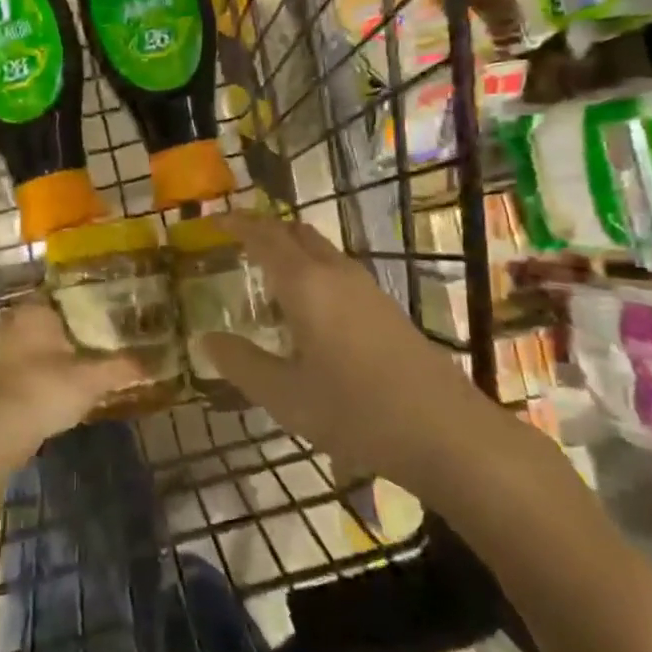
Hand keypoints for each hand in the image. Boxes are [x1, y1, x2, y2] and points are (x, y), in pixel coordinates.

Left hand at [0, 298, 141, 449]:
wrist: (4, 429)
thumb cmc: (48, 388)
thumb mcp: (93, 378)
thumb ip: (122, 368)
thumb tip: (151, 363)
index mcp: (35, 310)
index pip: (60, 292)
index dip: (82, 299)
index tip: (103, 307)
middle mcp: (15, 322)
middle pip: (48, 317)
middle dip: (68, 324)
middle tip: (97, 332)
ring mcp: (2, 348)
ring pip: (34, 339)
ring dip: (53, 347)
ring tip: (82, 355)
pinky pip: (25, 361)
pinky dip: (40, 366)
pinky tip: (60, 378)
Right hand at [199, 214, 488, 479]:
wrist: (445, 431)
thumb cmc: (355, 410)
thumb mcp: (284, 395)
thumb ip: (241, 363)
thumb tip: (206, 340)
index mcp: (305, 284)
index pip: (265, 236)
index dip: (238, 223)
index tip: (215, 220)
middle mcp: (336, 274)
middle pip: (296, 233)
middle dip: (265, 231)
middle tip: (236, 244)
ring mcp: (367, 289)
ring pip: (321, 251)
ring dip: (291, 252)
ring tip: (265, 279)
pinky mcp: (386, 309)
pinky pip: (338, 272)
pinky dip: (312, 273)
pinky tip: (307, 312)